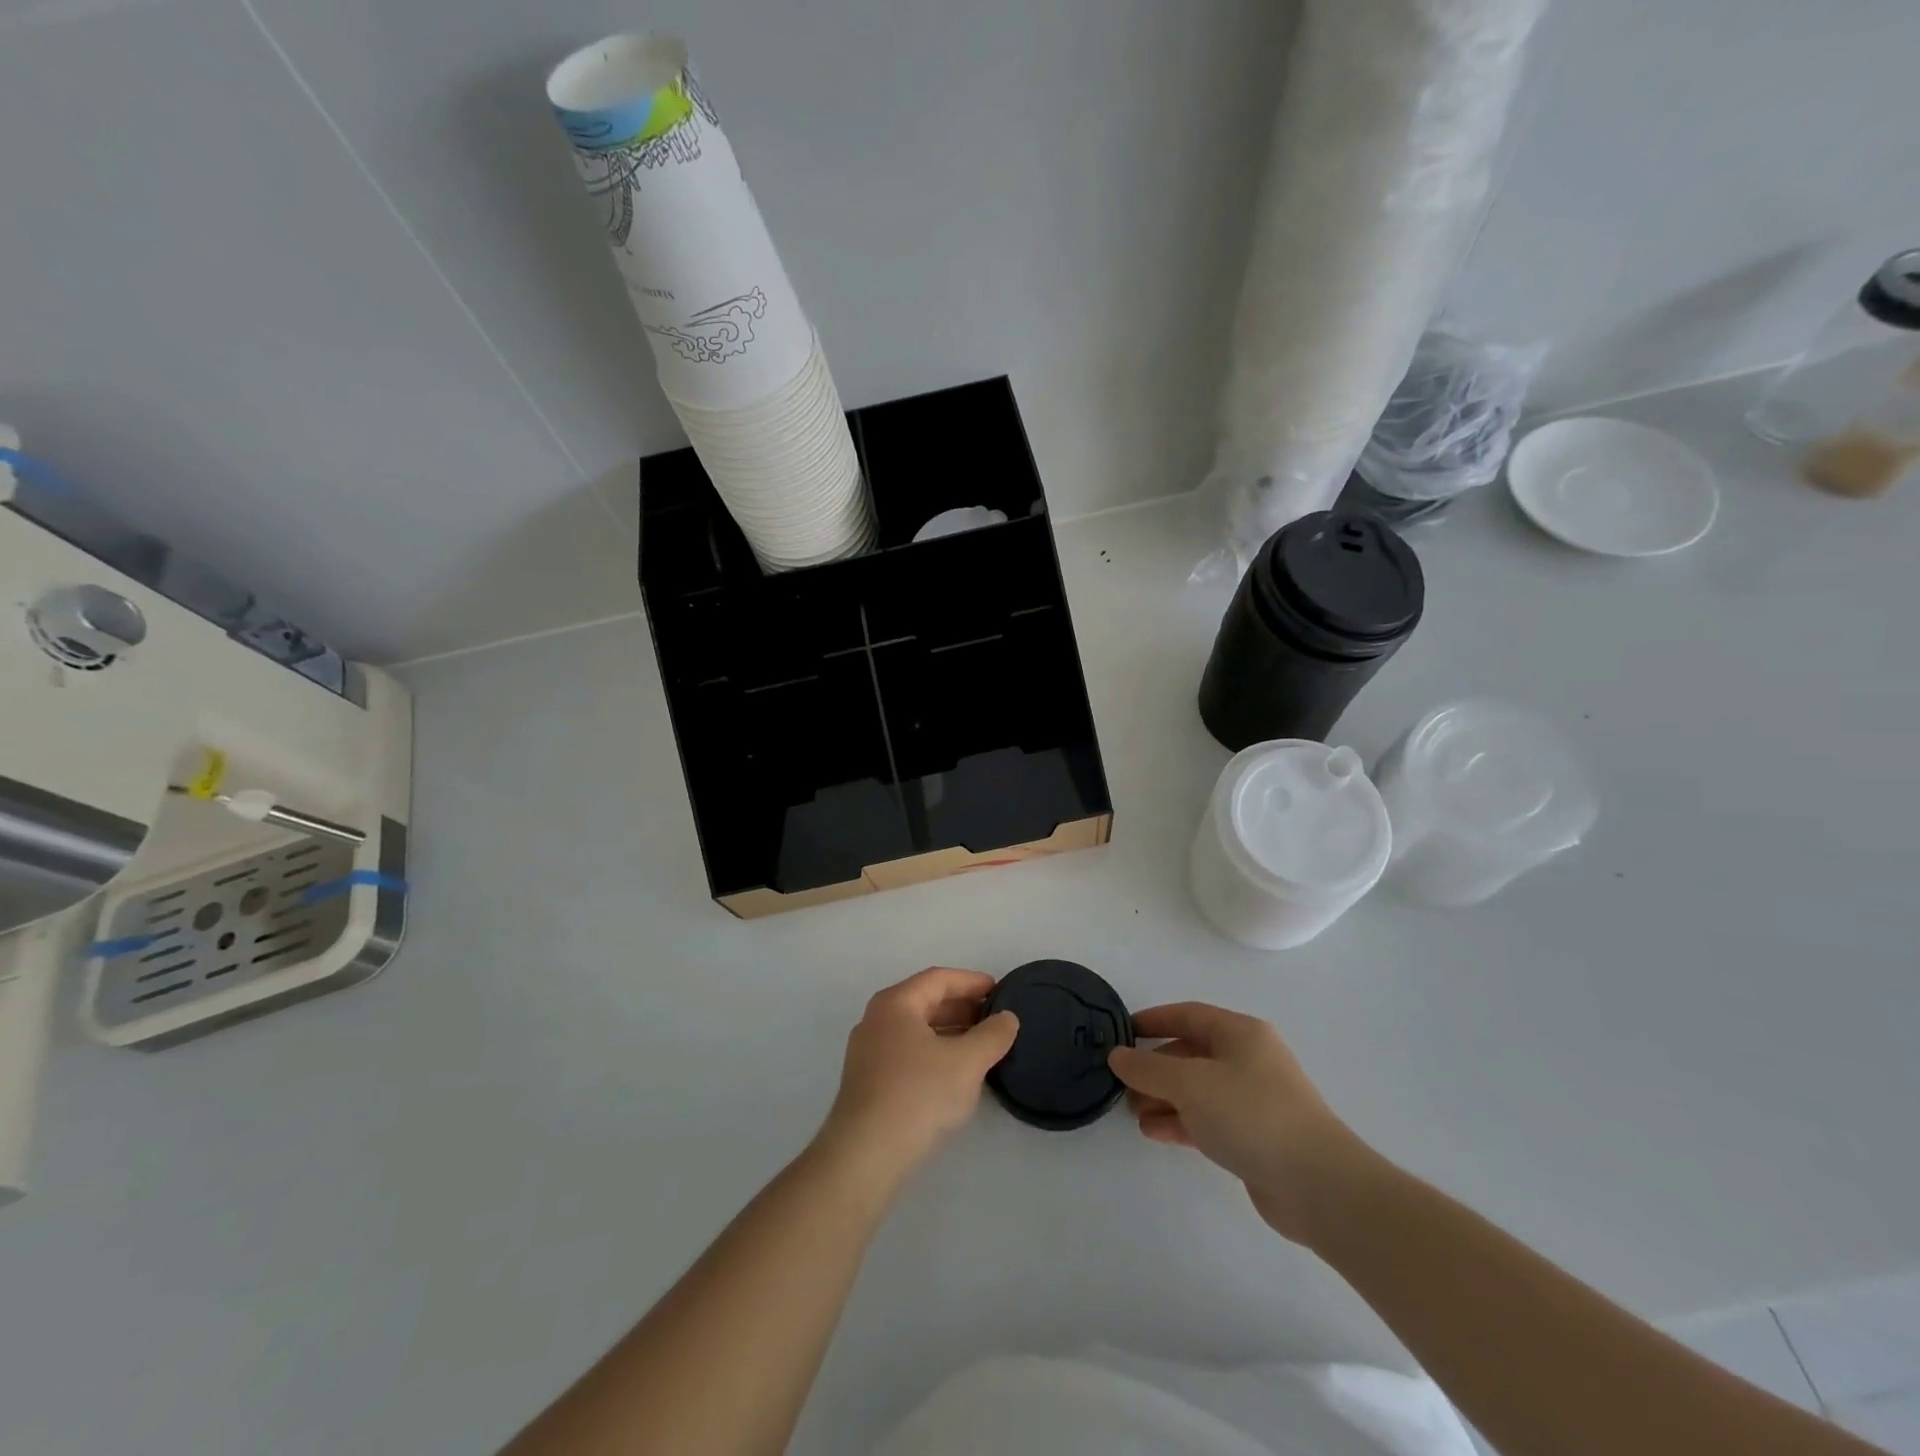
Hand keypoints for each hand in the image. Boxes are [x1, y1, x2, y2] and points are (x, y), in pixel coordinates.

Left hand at [818, 967, 1018, 1183]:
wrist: (865, 1155)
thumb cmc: (917, 1094)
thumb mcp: (966, 1062)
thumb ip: (992, 1036)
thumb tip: (1007, 1018)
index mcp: (895, 1003)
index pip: (938, 979)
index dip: (971, 981)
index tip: (1000, 990)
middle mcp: (877, 1020)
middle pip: (925, 1002)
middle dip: (962, 1007)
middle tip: (995, 1018)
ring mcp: (868, 1052)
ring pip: (916, 1030)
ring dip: (950, 1032)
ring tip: (982, 1045)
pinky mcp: (868, 1083)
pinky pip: (908, 1053)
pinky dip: (935, 1053)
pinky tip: (955, 1073)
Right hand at [1109, 1002, 1373, 1244]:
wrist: (1318, 1185)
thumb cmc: (1252, 1115)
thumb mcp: (1191, 1083)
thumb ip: (1148, 1068)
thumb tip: (1117, 1056)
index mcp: (1240, 1033)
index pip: (1188, 1014)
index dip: (1153, 1020)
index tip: (1121, 1033)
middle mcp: (1248, 1060)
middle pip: (1191, 1053)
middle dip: (1155, 1067)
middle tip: (1123, 1083)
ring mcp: (1253, 1100)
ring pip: (1197, 1090)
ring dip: (1164, 1098)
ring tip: (1133, 1113)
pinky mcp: (1254, 1136)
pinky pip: (1208, 1119)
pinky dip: (1181, 1122)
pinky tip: (1155, 1132)